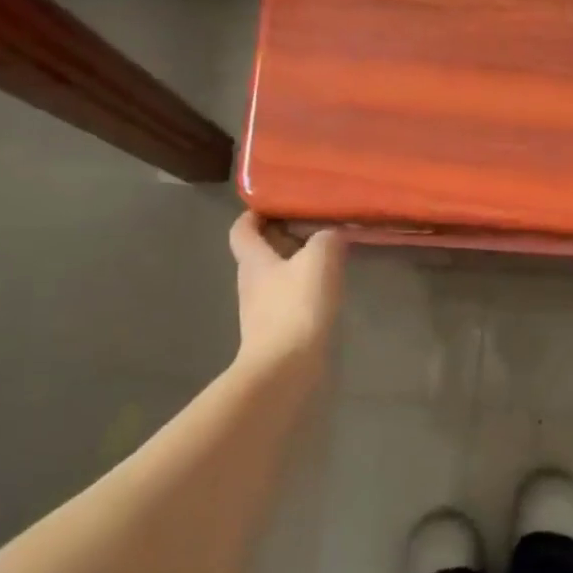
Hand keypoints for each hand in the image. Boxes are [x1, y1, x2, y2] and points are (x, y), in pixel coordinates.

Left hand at [229, 212, 347, 374]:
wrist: (285, 369)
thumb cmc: (296, 307)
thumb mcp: (319, 260)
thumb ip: (326, 239)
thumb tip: (330, 233)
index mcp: (253, 260)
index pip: (242, 229)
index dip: (254, 214)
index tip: (276, 203)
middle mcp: (251, 282)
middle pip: (260, 252)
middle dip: (283, 237)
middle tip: (313, 226)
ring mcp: (261, 310)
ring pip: (275, 277)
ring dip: (295, 264)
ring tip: (326, 257)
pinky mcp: (276, 332)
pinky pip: (287, 300)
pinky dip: (303, 290)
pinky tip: (326, 292)